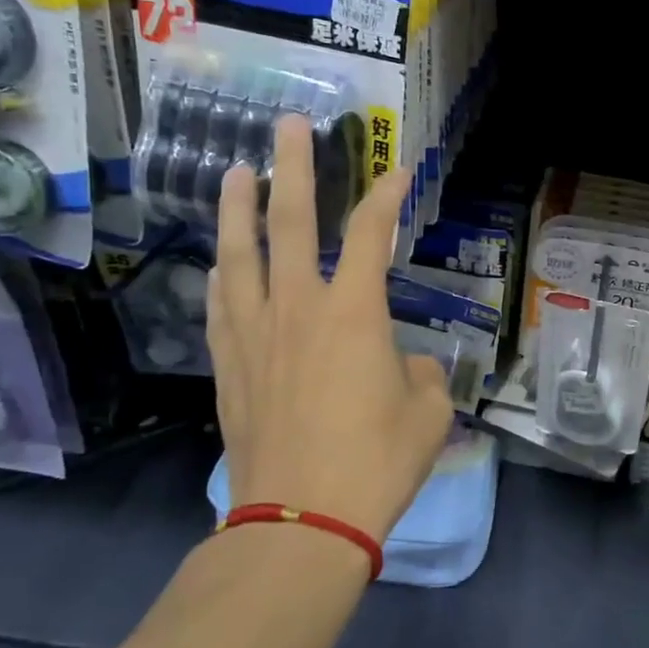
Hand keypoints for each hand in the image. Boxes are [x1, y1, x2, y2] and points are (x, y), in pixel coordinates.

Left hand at [206, 116, 453, 539]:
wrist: (303, 520)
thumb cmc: (377, 463)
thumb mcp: (428, 413)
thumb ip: (417, 375)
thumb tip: (400, 367)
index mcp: (354, 313)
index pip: (373, 235)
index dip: (388, 195)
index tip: (399, 170)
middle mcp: (299, 309)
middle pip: (291, 223)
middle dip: (293, 169)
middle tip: (287, 127)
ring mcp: (255, 335)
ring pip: (240, 255)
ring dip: (237, 209)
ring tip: (234, 173)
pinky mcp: (230, 366)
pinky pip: (221, 305)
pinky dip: (222, 274)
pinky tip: (220, 262)